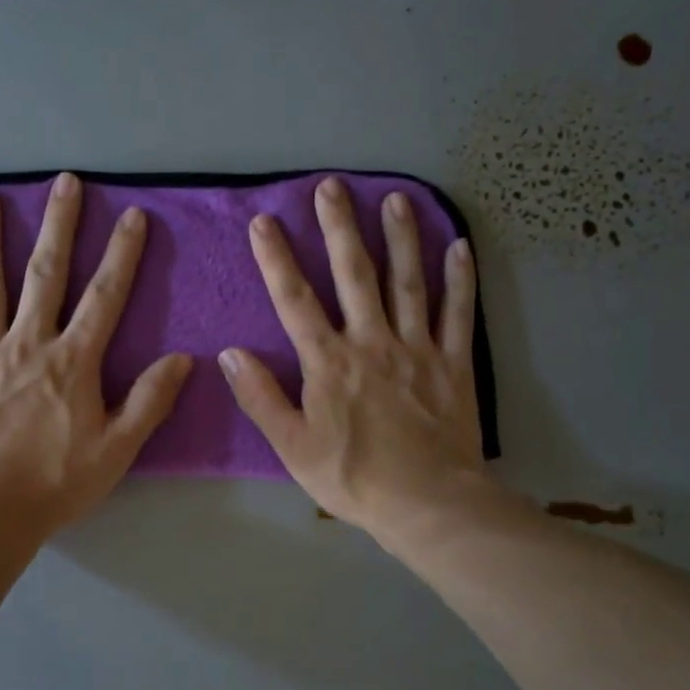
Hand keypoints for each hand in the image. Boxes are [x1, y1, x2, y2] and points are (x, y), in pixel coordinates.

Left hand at [0, 174, 190, 532]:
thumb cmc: (55, 482)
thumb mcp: (117, 449)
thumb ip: (149, 401)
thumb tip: (182, 359)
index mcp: (72, 361)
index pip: (104, 296)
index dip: (121, 254)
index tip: (131, 216)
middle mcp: (27, 342)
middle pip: (46, 274)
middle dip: (58, 225)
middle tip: (64, 182)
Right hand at [219, 177, 487, 543]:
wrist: (427, 503)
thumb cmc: (353, 478)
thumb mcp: (292, 446)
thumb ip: (261, 397)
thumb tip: (230, 354)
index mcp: (329, 362)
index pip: (296, 300)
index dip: (277, 259)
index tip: (264, 222)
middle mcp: (372, 342)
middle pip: (354, 275)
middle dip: (339, 228)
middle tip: (332, 186)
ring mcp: (417, 348)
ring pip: (407, 282)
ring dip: (400, 238)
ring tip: (394, 199)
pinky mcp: (453, 363)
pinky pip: (458, 313)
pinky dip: (459, 279)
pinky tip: (459, 247)